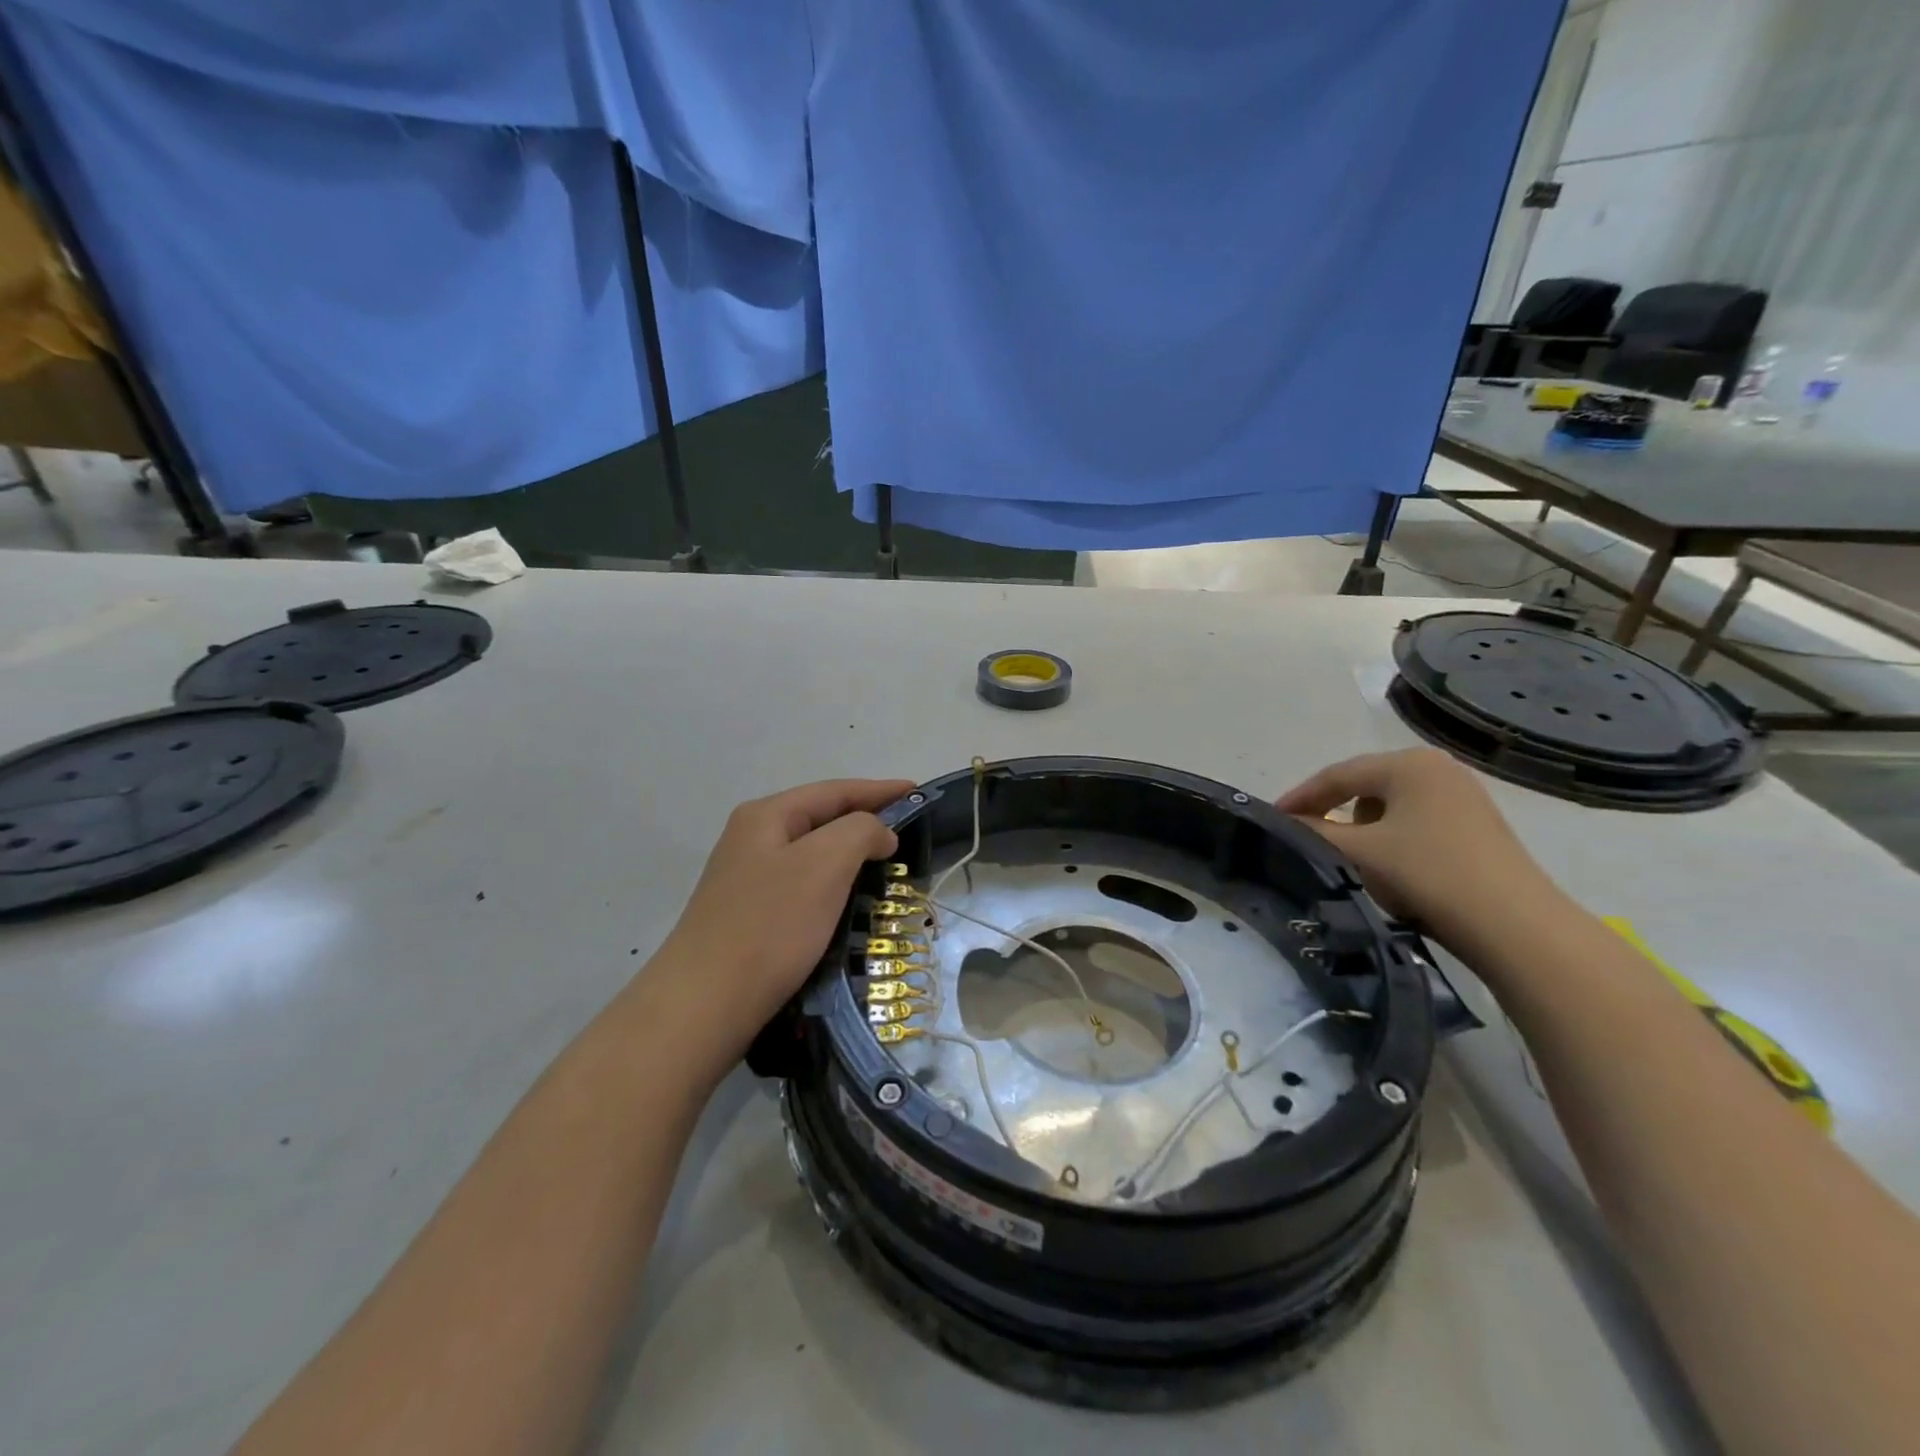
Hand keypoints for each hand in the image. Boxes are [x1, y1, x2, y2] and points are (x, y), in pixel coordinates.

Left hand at [653, 778, 913, 1058]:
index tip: (918, 792)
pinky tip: (850, 901)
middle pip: (821, 818)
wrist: (704, 1005)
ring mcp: (747, 879)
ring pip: (812, 855)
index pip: (834, 791)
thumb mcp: (824, 864)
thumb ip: (860, 831)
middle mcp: (752, 839)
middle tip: (909, 831)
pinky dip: (833, 886)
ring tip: (888, 865)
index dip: (880, 790)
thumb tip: (878, 833)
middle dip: (866, 820)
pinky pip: (803, 886)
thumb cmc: (770, 925)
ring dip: (851, 855)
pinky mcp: (750, 916)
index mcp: (767, 816)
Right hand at [1275, 748, 1563, 952]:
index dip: (1301, 796)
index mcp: (1408, 763)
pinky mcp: (1477, 825)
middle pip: (1365, 785)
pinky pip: (1416, 821)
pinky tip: (1390, 866)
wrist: (1515, 926)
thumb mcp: (1361, 852)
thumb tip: (1283, 823)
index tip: (1273, 817)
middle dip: (1332, 810)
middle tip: (1302, 833)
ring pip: (1390, 805)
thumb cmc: (1429, 874)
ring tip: (1350, 855)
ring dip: (1363, 827)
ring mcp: (1463, 796)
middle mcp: (1437, 768)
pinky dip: (1392, 838)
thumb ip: (1315, 832)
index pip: (1338, 774)